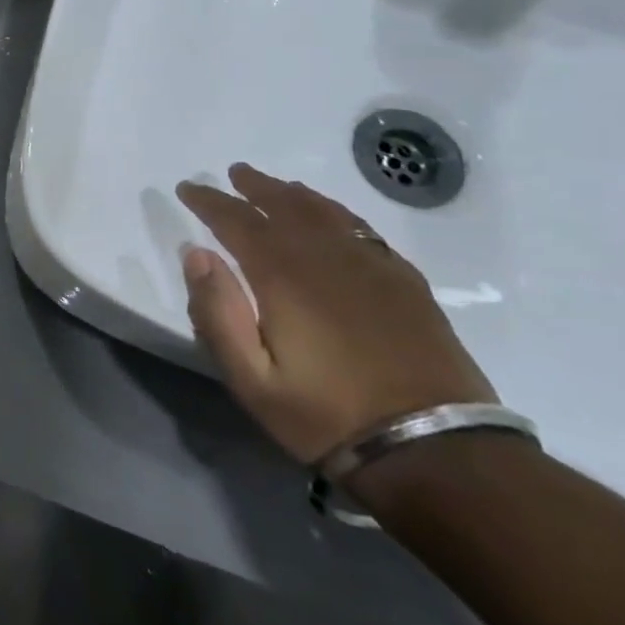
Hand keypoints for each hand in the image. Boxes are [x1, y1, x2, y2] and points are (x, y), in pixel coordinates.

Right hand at [176, 164, 495, 465]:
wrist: (436, 451)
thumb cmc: (327, 415)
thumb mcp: (250, 378)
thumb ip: (217, 312)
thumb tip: (196, 253)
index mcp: (284, 276)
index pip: (237, 221)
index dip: (209, 201)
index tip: (188, 188)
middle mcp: (328, 258)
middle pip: (286, 205)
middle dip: (255, 187)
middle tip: (234, 173)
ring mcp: (373, 268)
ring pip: (328, 213)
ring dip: (296, 195)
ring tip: (278, 186)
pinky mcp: (407, 286)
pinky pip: (365, 232)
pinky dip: (339, 215)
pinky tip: (335, 220)